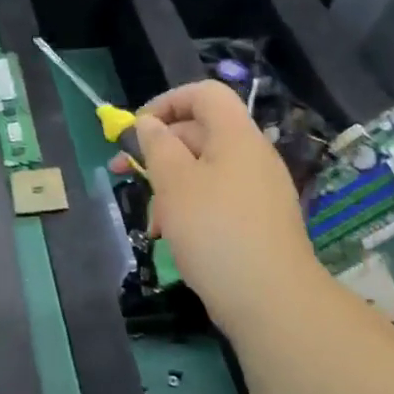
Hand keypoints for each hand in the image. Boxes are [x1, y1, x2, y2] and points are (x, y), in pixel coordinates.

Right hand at [123, 81, 323, 336]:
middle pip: (200, 133)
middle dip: (158, 150)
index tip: (136, 129)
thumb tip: (148, 123)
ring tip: (150, 219)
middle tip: (123, 172)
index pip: (204, 95)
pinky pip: (217, 199)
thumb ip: (157, 146)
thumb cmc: (215, 230)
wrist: (270, 299)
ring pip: (203, 170)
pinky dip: (190, 208)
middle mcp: (251, 156)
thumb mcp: (174, 183)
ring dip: (170, 186)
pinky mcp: (257, 221)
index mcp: (236, 136)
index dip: (167, 102)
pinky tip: (172, 236)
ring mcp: (258, 190)